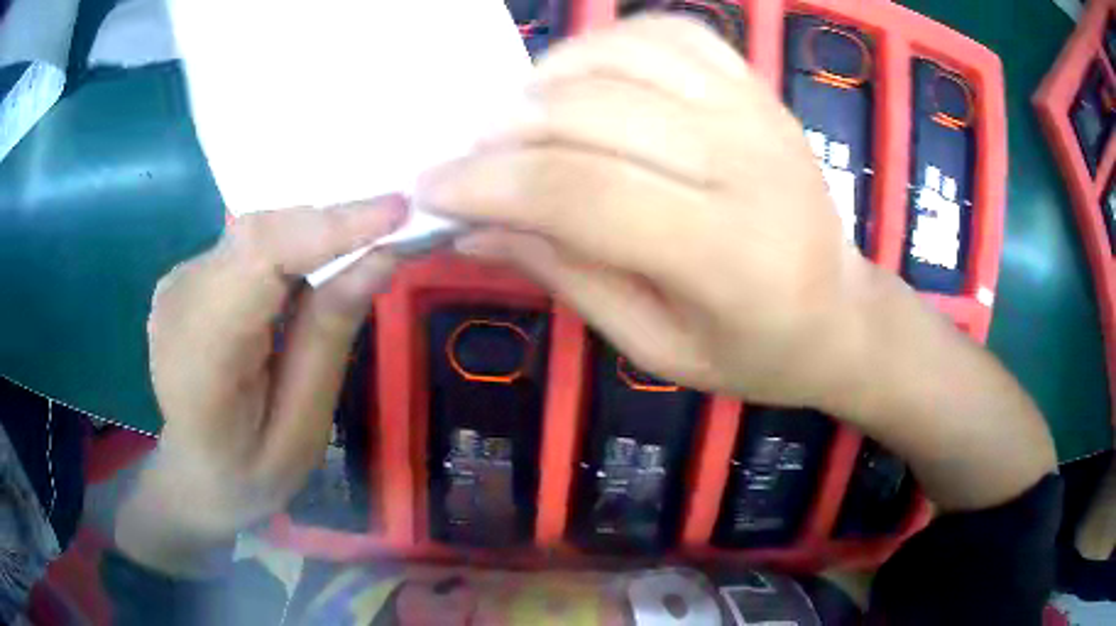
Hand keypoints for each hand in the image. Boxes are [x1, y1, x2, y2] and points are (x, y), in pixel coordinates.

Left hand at [117, 199, 404, 574]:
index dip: (328, 226)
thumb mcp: (304, 429)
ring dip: (315, 231)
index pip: (259, 258)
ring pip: (257, 231)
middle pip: (259, 234)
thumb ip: (329, 337)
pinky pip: (248, 243)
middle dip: (332, 223)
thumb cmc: (252, 471)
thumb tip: (381, 255)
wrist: (197, 471)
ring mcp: (178, 281)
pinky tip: (320, 261)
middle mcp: (179, 300)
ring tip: (368, 240)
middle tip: (398, 224)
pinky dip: (292, 243)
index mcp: (200, 356)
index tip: (399, 211)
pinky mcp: (189, 273)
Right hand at [420, 16, 869, 406]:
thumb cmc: (755, 351)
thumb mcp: (657, 347)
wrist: (841, 312)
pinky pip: (671, 34)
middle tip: (463, 158)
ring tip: (516, 119)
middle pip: (593, 112)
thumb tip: (474, 228)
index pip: (581, 192)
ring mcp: (756, 112)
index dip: (489, 183)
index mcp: (727, 254)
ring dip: (546, 79)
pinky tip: (582, 77)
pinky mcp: (758, 88)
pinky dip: (608, 42)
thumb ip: (568, 278)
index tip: (432, 189)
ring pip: (625, 55)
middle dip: (502, 131)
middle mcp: (746, 163)